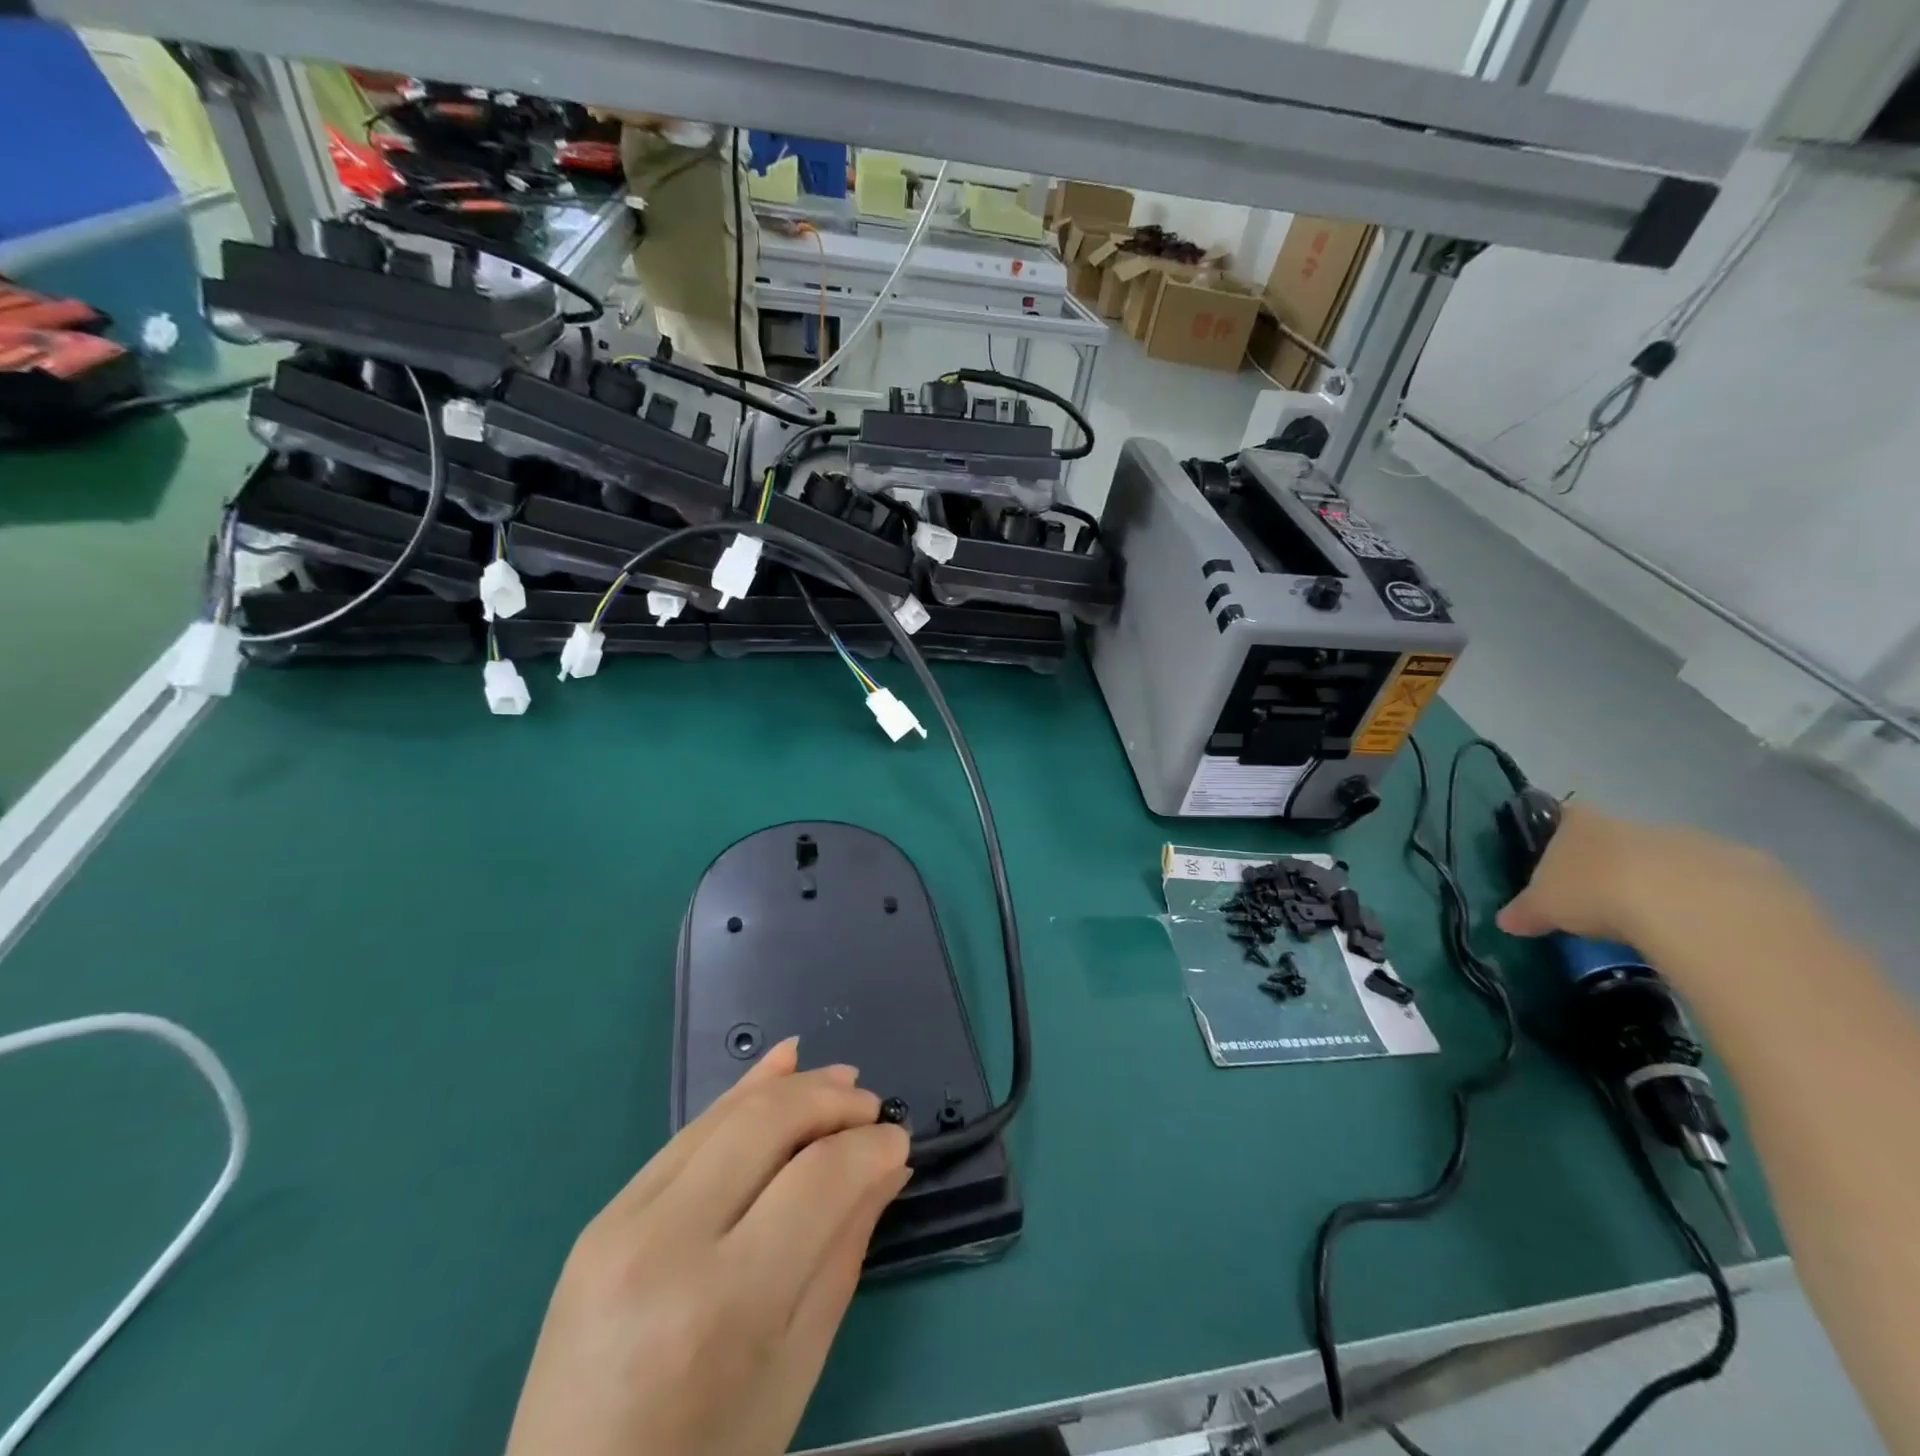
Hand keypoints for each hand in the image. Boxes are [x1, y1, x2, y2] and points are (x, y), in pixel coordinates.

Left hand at [505, 1039, 909, 1455]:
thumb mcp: (795, 1367)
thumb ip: (844, 1251)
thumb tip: (888, 1165)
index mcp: (722, 1305)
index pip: (817, 1180)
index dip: (869, 1147)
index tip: (900, 1140)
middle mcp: (665, 1245)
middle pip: (766, 1125)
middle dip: (831, 1101)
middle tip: (873, 1107)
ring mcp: (620, 1224)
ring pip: (725, 1114)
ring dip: (791, 1086)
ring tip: (842, 1080)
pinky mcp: (602, 1215)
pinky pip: (687, 1134)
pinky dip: (741, 1094)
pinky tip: (782, 1065)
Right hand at [1496, 801, 1788, 946]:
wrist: (1690, 905)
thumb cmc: (1596, 891)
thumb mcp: (1545, 906)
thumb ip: (1525, 911)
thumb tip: (1505, 922)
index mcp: (1583, 824)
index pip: (1566, 815)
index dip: (1562, 834)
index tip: (1562, 862)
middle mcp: (1635, 823)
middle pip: (1621, 839)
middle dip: (1616, 866)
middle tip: (1607, 904)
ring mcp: (1693, 841)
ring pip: (1672, 860)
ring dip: (1666, 885)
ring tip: (1658, 926)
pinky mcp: (1746, 867)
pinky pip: (1720, 885)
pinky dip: (1710, 904)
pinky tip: (1702, 933)